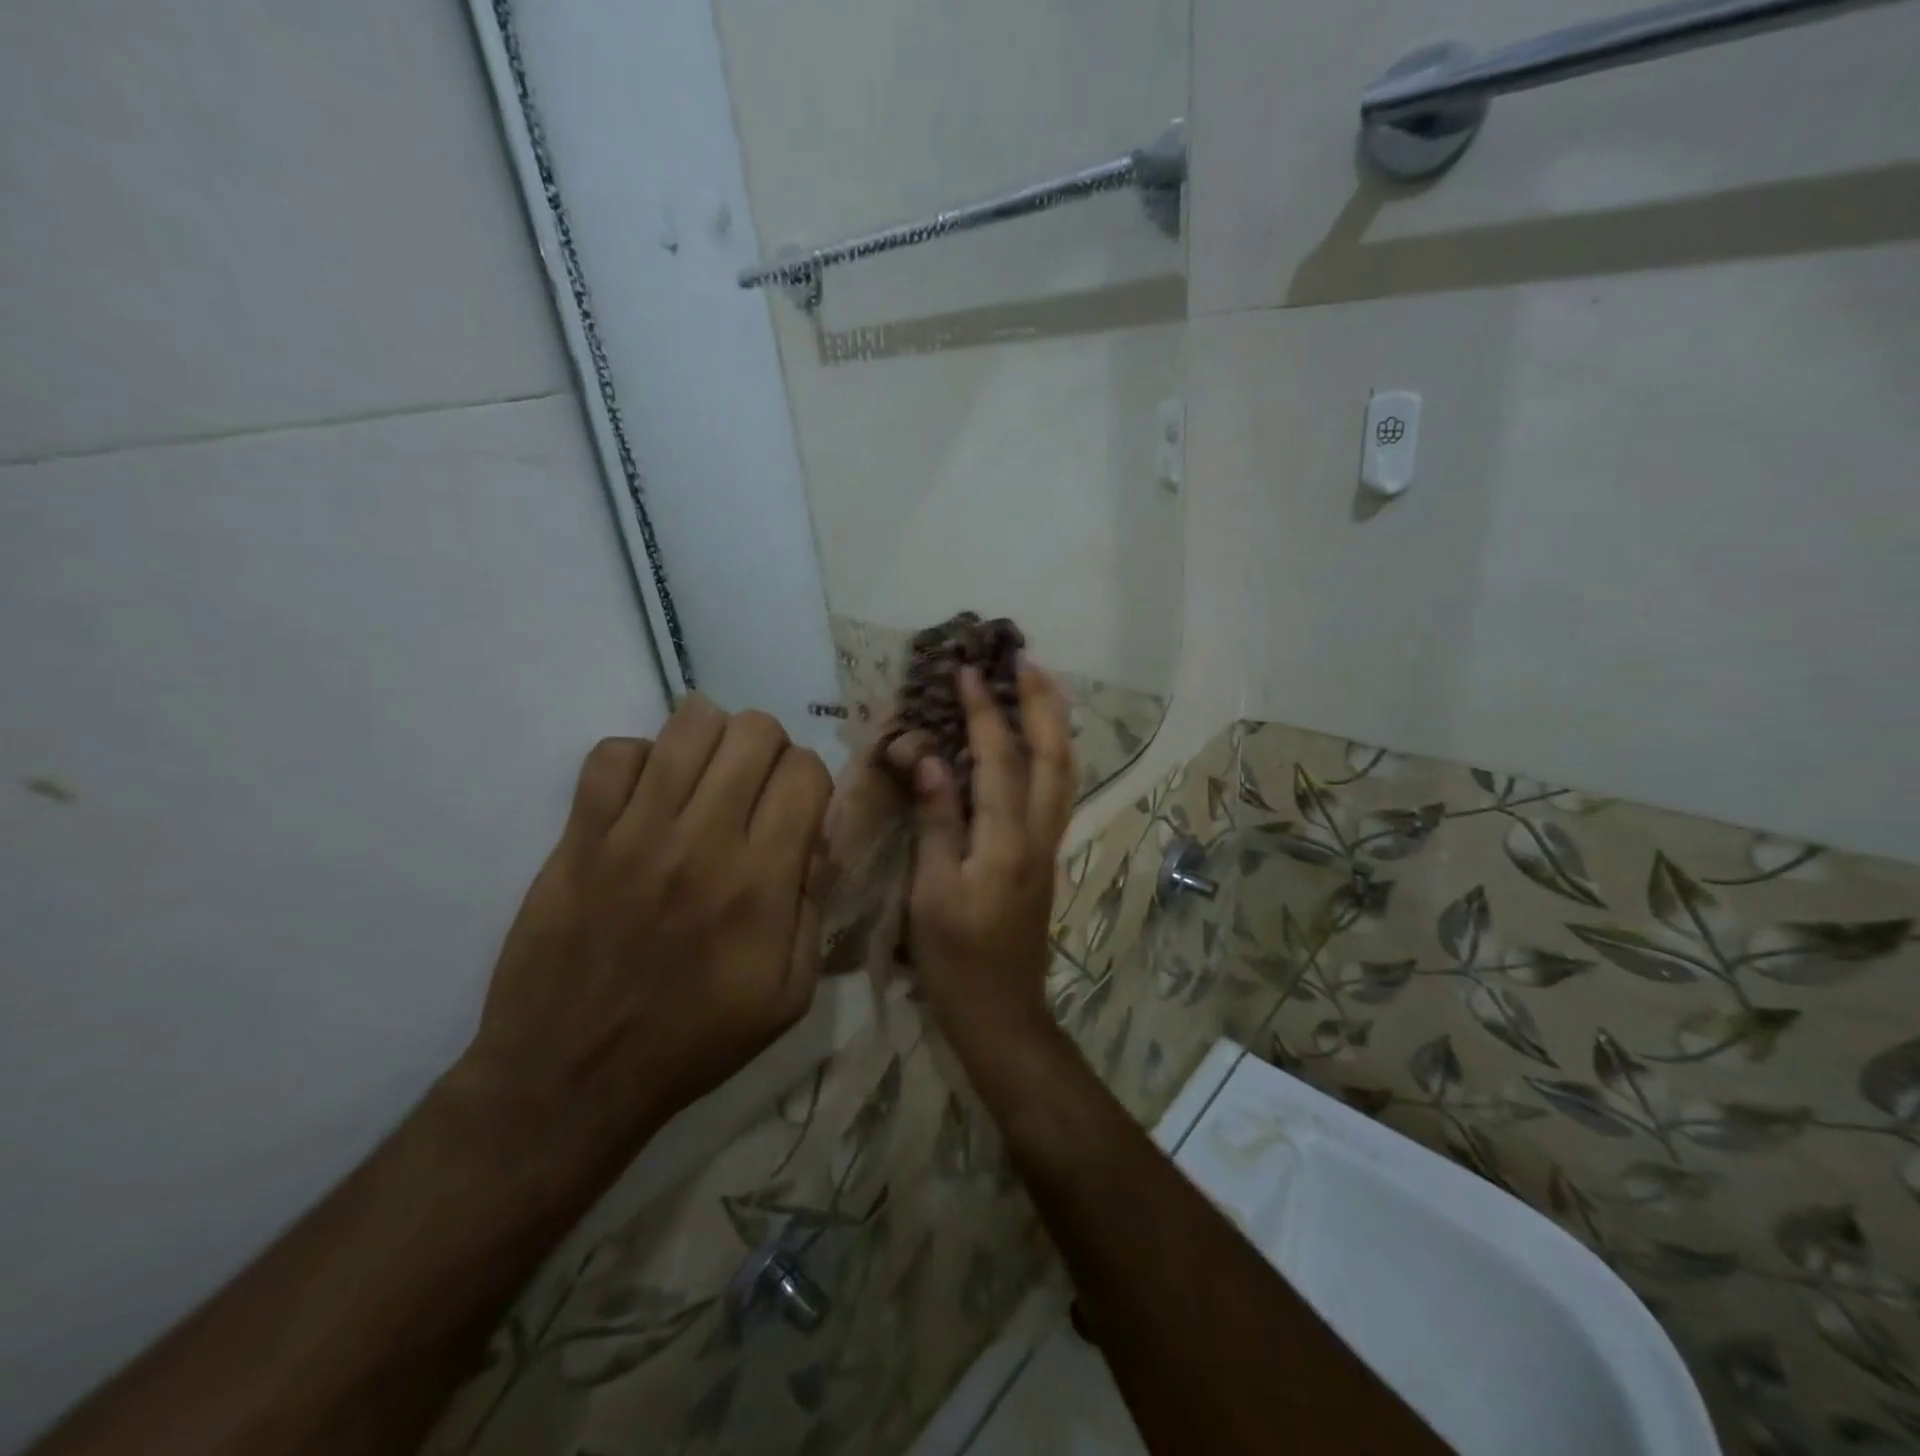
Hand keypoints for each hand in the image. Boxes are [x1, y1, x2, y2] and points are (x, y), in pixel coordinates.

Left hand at [453, 698, 832, 1175]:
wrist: (572, 1077)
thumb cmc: (695, 1040)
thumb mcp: (790, 994)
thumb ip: (815, 906)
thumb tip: (815, 837)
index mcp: (761, 883)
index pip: (805, 771)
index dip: (810, 780)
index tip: (796, 810)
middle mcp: (703, 841)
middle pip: (753, 731)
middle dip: (767, 749)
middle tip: (753, 789)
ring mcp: (634, 833)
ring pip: (688, 723)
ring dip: (711, 740)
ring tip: (705, 778)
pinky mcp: (579, 837)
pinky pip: (614, 753)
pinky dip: (639, 760)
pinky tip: (646, 797)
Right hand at [907, 664, 1074, 1064]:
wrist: (1001, 1014)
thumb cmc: (955, 959)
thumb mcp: (932, 892)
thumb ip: (937, 821)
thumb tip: (930, 759)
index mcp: (1006, 841)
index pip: (998, 760)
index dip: (984, 712)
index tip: (968, 671)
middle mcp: (1038, 835)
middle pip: (1053, 756)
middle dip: (1042, 704)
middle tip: (1026, 660)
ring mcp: (1048, 846)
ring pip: (1064, 772)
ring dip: (1054, 724)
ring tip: (1039, 687)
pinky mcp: (1045, 858)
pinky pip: (1056, 791)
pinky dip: (1052, 754)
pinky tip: (1037, 744)